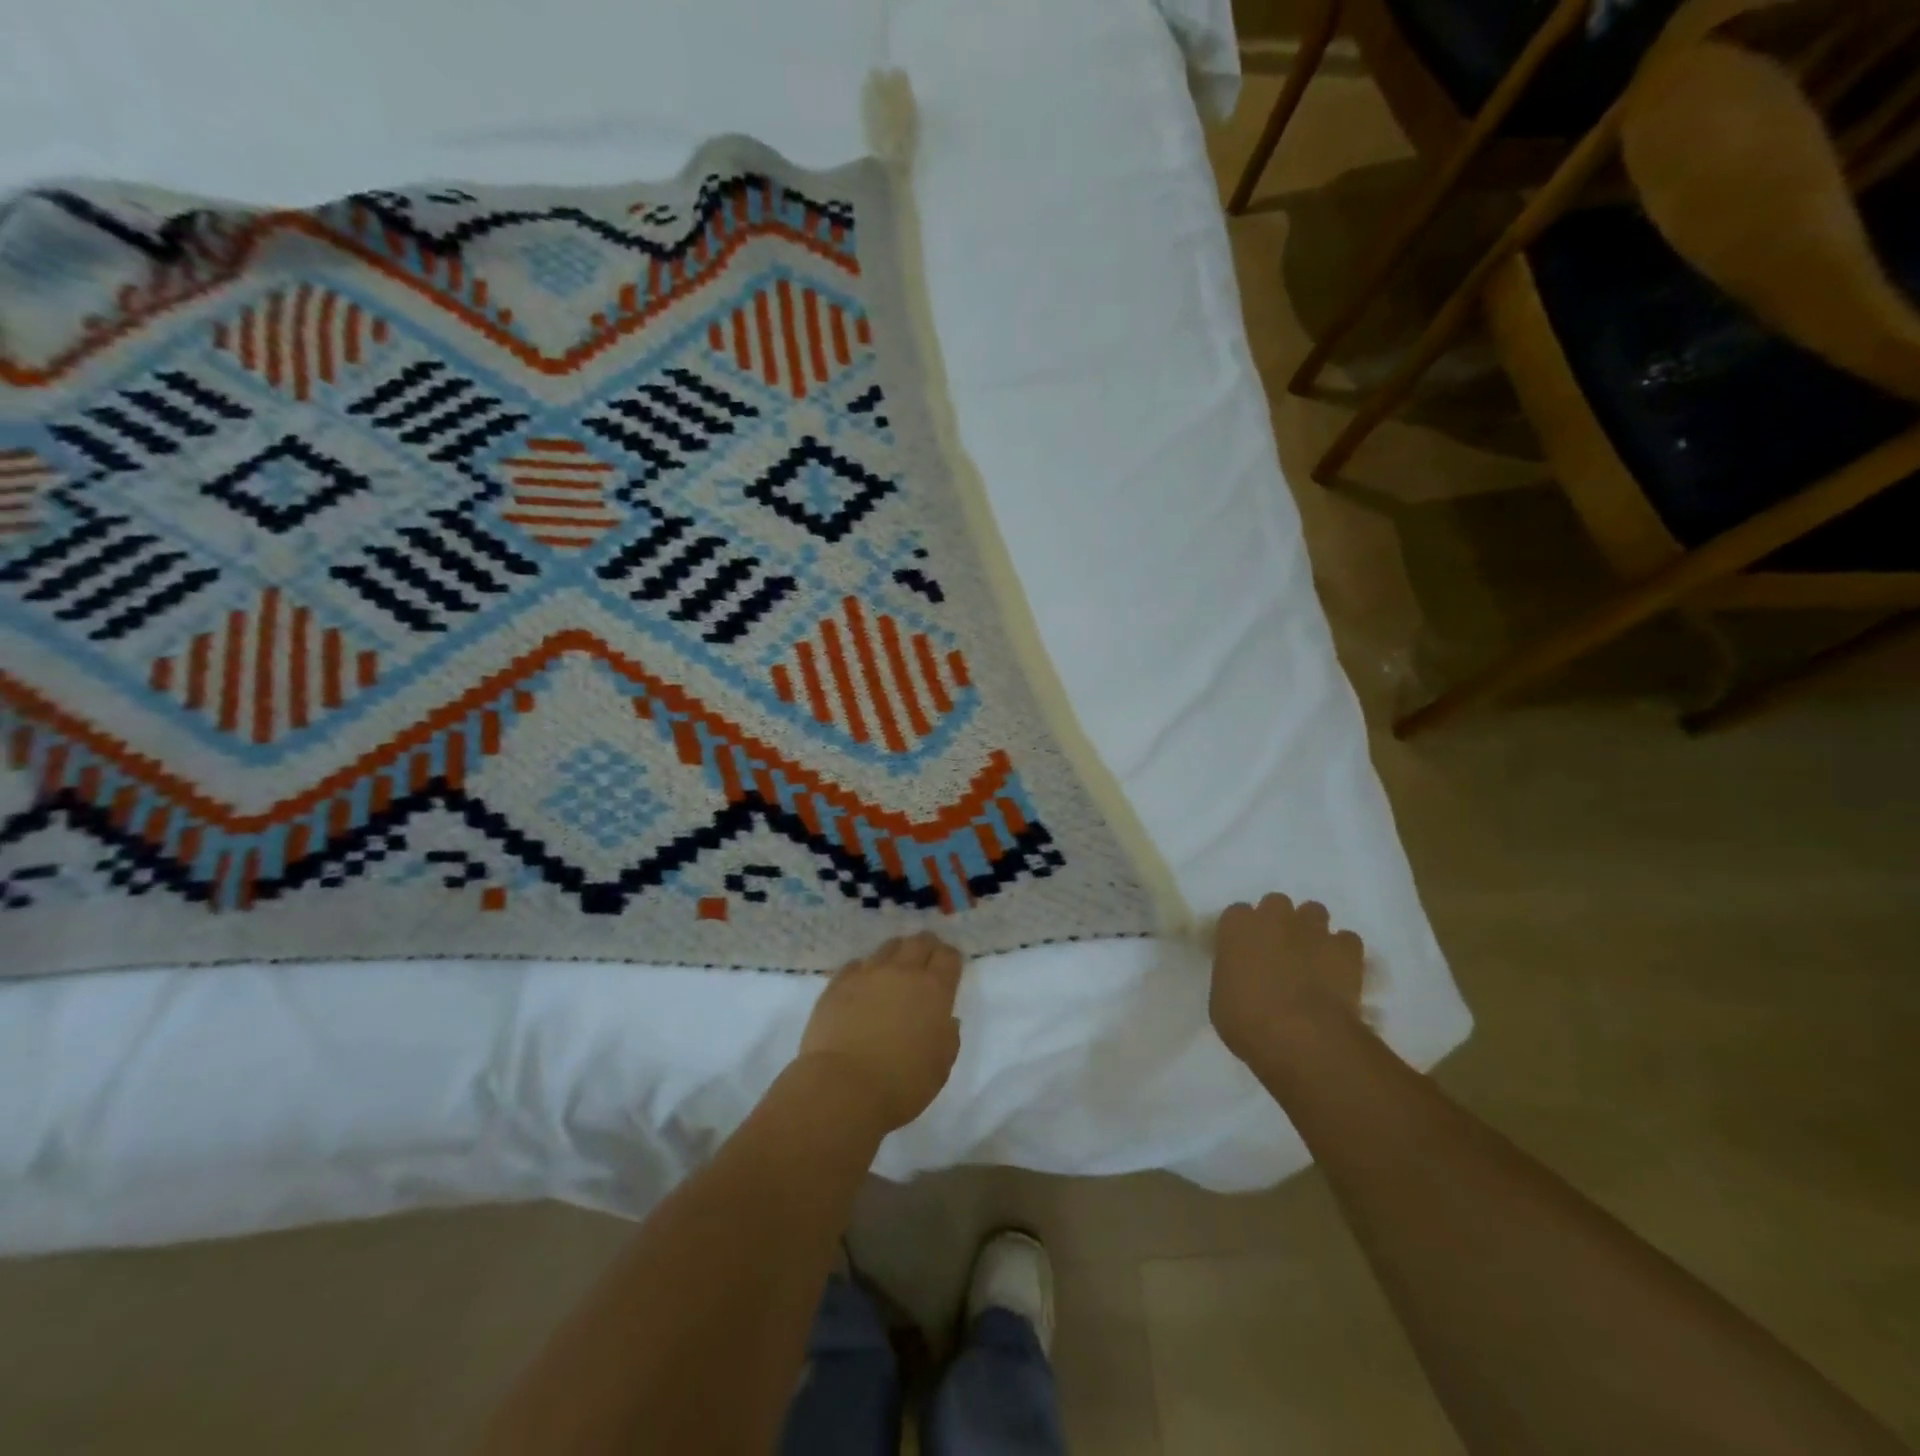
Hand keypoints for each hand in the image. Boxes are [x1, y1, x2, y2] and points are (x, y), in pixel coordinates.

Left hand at [798, 932, 963, 1133]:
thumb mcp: (940, 1066)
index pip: (948, 957)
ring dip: (897, 953)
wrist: (843, 1087)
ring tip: (895, 966)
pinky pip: (856, 965)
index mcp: (934, 990)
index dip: (951, 958)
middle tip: (926, 957)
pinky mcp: (838, 983)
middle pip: (919, 942)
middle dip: (927, 945)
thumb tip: (945, 1020)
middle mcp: (902, 972)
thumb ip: (948, 1037)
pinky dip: (865, 969)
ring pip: (887, 947)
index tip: (950, 966)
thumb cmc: (901, 1083)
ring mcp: (868, 974)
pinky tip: (863, 983)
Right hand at [1210, 894, 1366, 1065]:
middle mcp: (1274, 917)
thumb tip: (1243, 977)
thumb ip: (1232, 975)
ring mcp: (1313, 929)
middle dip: (1277, 923)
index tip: (1244, 953)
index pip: (1236, 914)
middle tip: (1278, 952)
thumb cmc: (1248, 1021)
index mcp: (1237, 926)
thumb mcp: (1221, 999)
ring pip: (1313, 912)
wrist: (1302, 1037)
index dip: (1242, 934)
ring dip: (1311, 930)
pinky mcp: (1346, 948)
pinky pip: (1346, 940)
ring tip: (1311, 958)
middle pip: (1275, 904)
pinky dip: (1342, 952)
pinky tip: (1338, 972)